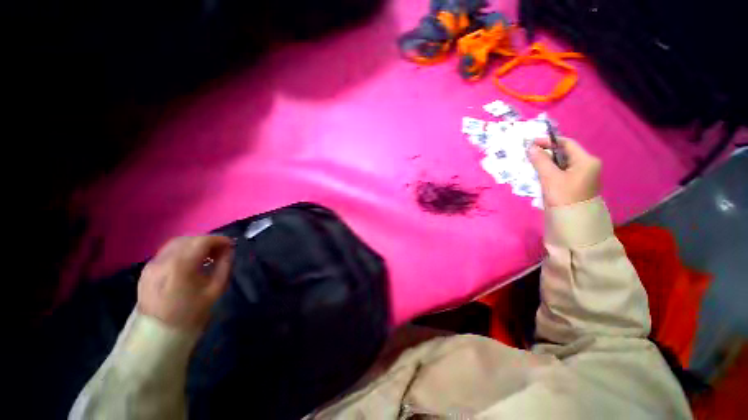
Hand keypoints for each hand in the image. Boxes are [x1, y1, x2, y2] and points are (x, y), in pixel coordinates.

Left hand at [138, 236, 233, 330]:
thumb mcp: (215, 289)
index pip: (202, 241)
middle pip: (189, 239)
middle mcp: (164, 260)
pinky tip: (191, 261)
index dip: (219, 239)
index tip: (231, 244)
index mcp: (181, 266)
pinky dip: (183, 250)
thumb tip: (228, 250)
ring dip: (195, 244)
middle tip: (221, 249)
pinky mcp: (147, 269)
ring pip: (177, 243)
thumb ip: (224, 265)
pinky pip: (168, 252)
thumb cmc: (191, 312)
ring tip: (207, 254)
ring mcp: (152, 264)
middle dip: (208, 240)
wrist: (159, 332)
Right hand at [527, 137, 601, 206]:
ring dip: (548, 162)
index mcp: (586, 160)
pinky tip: (541, 173)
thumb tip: (530, 147)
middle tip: (531, 154)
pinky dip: (552, 170)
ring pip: (563, 163)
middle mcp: (587, 165)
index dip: (549, 141)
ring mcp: (583, 175)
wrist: (574, 220)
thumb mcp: (550, 177)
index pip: (567, 143)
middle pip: (565, 153)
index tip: (532, 143)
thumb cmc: (564, 196)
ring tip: (533, 163)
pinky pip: (563, 171)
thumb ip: (540, 161)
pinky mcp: (577, 183)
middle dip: (547, 152)